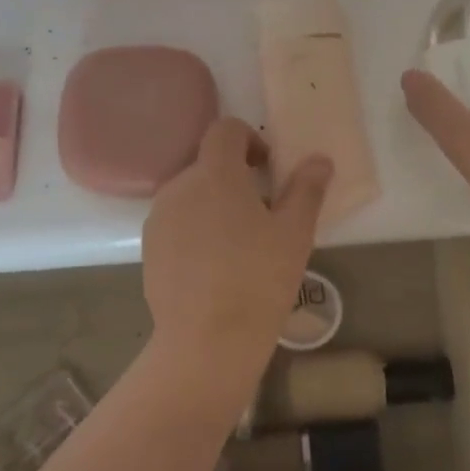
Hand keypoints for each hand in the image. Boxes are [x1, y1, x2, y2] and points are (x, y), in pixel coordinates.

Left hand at [142, 118, 331, 391]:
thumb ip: (307, 189)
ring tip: (240, 245)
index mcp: (214, 174)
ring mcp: (159, 219)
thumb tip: (320, 159)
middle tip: (263, 214)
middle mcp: (179, 187)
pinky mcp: (149, 249)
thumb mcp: (295, 233)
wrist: (207, 340)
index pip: (225, 130)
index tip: (268, 169)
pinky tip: (215, 267)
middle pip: (208, 164)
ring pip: (190, 195)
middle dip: (235, 178)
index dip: (249, 139)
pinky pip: (176, 223)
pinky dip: (195, 230)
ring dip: (214, 204)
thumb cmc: (258, 279)